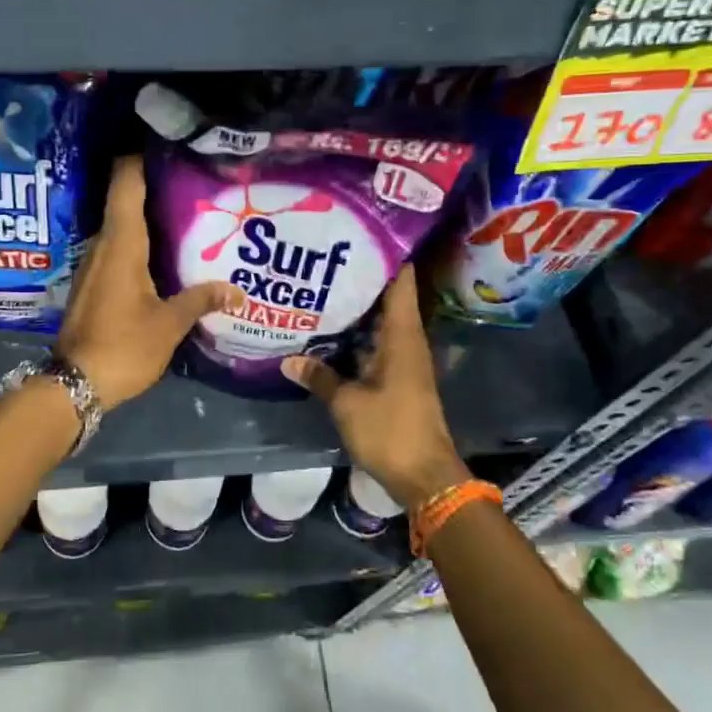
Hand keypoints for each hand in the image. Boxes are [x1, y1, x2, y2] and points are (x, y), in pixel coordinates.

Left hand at [55, 155, 242, 409]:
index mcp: (121, 244)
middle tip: (193, 181)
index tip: (165, 144)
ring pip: (121, 229)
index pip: (125, 184)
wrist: (75, 384)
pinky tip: (163, 256)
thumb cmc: (124, 346)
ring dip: (147, 219)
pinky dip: (138, 244)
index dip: (139, 157)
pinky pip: (116, 251)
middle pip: (124, 202)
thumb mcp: (169, 324)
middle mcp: (102, 246)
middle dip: (154, 188)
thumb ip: (201, 300)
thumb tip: (237, 290)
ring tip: (186, 214)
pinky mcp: (91, 284)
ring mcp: (92, 265)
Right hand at [280, 265, 468, 511]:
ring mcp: (403, 361)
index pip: (401, 282)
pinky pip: (374, 346)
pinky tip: (327, 335)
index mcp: (402, 336)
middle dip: (359, 280)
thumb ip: (320, 377)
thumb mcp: (347, 403)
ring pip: (378, 324)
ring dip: (355, 311)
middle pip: (386, 299)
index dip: (385, 255)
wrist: (424, 475)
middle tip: (323, 261)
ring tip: (319, 290)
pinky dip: (355, 338)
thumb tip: (288, 359)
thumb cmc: (391, 430)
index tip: (358, 235)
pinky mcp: (396, 379)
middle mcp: (406, 342)